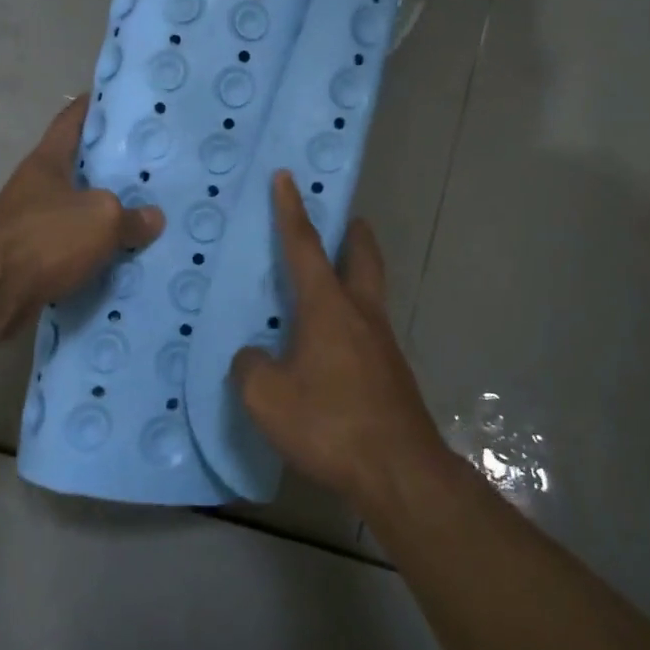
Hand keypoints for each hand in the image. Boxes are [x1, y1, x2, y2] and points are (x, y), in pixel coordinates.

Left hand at [0, 95, 164, 337]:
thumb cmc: (46, 238)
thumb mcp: (101, 219)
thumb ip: (131, 217)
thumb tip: (152, 218)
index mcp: (46, 162)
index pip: (71, 120)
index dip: (92, 105)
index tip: (116, 99)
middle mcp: (34, 186)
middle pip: (75, 166)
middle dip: (107, 165)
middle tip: (146, 162)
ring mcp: (29, 222)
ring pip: (74, 209)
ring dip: (101, 211)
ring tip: (141, 211)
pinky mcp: (30, 257)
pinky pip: (70, 246)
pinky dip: (92, 248)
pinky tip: (120, 253)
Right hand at [232, 171, 447, 506]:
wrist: (398, 472)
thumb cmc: (329, 423)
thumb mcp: (266, 397)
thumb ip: (251, 367)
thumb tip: (254, 356)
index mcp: (328, 307)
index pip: (305, 246)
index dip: (291, 210)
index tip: (286, 177)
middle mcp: (361, 314)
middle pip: (362, 258)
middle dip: (353, 234)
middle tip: (346, 219)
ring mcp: (382, 344)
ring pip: (369, 294)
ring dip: (354, 277)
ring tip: (328, 287)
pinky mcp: (391, 374)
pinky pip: (367, 331)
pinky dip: (351, 321)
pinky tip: (331, 349)